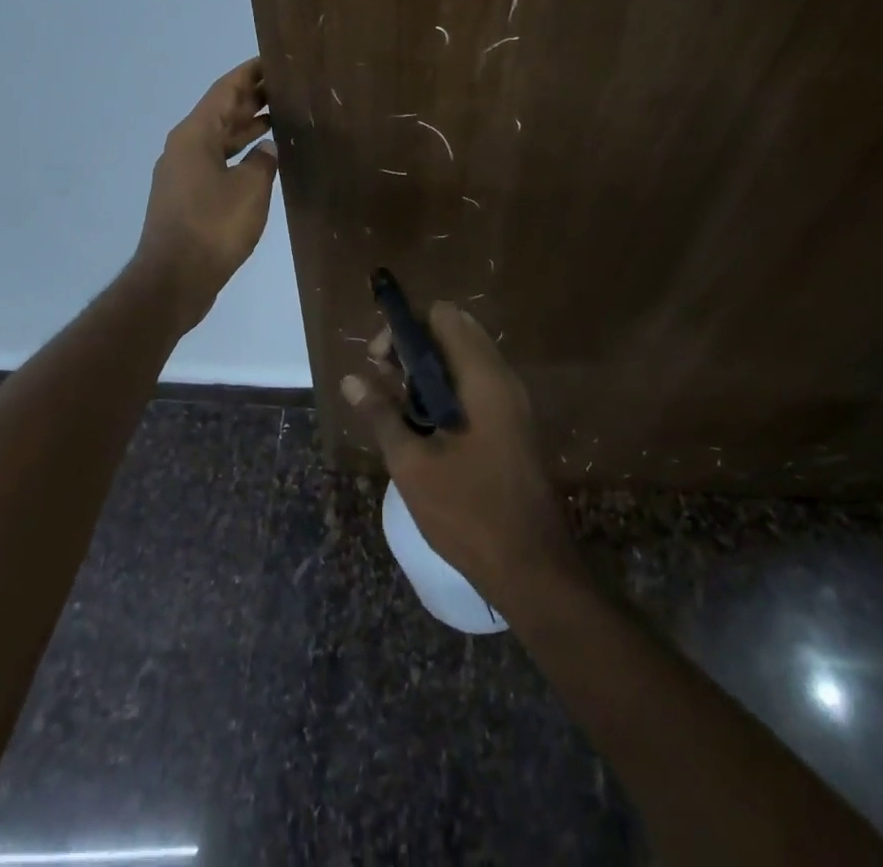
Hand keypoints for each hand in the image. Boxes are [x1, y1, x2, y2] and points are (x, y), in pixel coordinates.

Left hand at [135, 58, 278, 328]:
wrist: (174, 279)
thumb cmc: (213, 227)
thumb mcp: (249, 189)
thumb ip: (263, 161)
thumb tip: (266, 149)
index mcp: (194, 135)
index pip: (224, 90)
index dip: (249, 74)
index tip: (272, 60)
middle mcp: (184, 147)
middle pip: (220, 112)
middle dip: (251, 99)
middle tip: (286, 88)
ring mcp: (182, 173)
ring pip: (218, 138)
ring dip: (246, 127)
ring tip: (280, 117)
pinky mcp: (186, 197)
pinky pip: (216, 161)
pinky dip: (239, 154)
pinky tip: (262, 160)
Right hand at [342, 305, 582, 611]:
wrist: (531, 567)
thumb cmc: (468, 511)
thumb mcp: (413, 464)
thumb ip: (381, 415)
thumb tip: (350, 380)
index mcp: (483, 377)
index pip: (444, 316)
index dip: (406, 327)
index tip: (379, 361)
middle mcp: (502, 378)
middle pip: (455, 332)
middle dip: (415, 346)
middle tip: (385, 379)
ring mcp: (512, 402)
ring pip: (465, 360)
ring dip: (429, 370)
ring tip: (396, 404)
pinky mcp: (513, 424)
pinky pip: (476, 385)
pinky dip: (447, 389)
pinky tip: (422, 424)